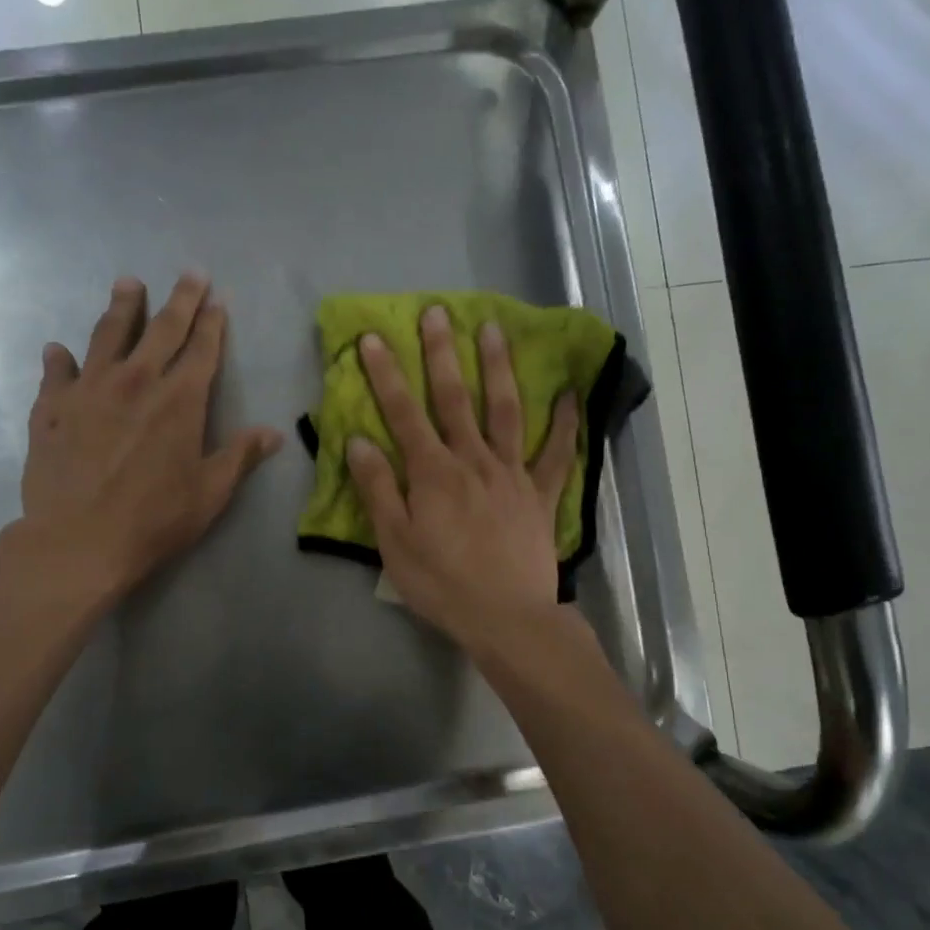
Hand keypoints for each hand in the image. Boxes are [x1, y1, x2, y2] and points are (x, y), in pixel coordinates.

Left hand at [15, 273, 283, 598]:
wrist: (79, 541)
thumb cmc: (155, 520)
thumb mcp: (210, 493)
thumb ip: (240, 456)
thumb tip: (274, 433)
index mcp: (180, 400)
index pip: (202, 349)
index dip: (212, 323)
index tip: (217, 299)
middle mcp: (136, 381)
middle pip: (161, 329)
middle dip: (179, 299)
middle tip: (188, 274)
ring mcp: (89, 390)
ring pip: (108, 335)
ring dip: (121, 307)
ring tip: (127, 284)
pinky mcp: (51, 408)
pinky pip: (57, 373)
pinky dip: (60, 360)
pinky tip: (59, 351)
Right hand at [346, 304, 578, 652]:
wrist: (506, 617)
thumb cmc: (441, 583)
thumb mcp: (394, 543)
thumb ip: (378, 489)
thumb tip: (359, 441)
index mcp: (432, 472)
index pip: (403, 413)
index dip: (386, 374)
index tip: (374, 337)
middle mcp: (472, 460)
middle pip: (455, 398)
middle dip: (442, 353)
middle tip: (437, 312)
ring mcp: (511, 473)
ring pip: (505, 410)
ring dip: (498, 368)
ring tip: (494, 329)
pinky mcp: (539, 494)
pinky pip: (557, 453)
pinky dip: (565, 423)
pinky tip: (570, 394)